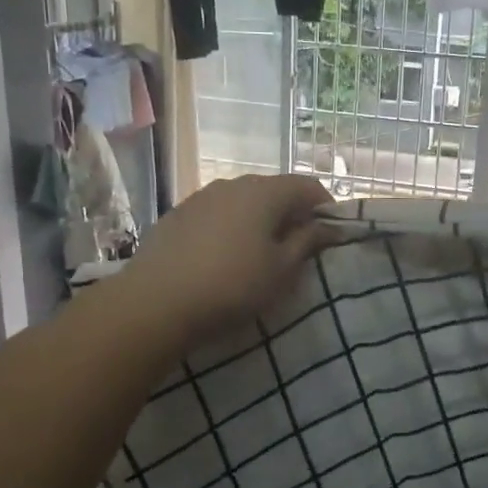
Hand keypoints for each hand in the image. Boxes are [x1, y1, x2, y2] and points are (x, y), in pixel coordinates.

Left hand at [121, 175, 336, 345]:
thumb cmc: (232, 286)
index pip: (307, 186)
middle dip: (291, 214)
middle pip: (273, 191)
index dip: (325, 208)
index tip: (331, 236)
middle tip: (298, 248)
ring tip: (260, 254)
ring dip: (258, 221)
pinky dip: (230, 228)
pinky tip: (224, 257)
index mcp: (264, 192)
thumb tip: (328, 226)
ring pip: (242, 202)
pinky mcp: (177, 215)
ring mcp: (200, 197)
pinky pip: (216, 215)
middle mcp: (232, 184)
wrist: (155, 302)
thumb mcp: (281, 270)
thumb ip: (307, 242)